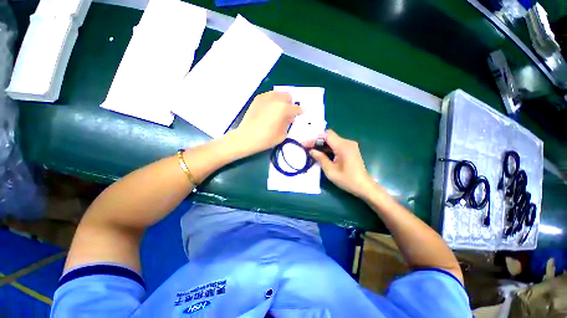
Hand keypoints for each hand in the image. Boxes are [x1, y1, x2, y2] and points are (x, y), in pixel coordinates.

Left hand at [235, 91, 301, 153]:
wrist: (247, 137)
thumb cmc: (266, 139)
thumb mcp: (282, 134)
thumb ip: (288, 123)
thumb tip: (289, 117)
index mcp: (284, 109)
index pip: (296, 108)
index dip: (300, 112)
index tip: (300, 114)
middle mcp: (276, 99)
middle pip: (288, 96)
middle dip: (290, 104)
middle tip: (288, 113)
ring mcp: (265, 98)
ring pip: (278, 94)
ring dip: (281, 100)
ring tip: (278, 110)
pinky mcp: (257, 99)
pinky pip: (269, 95)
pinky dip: (272, 100)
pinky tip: (269, 109)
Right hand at [307, 130, 374, 197]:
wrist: (364, 186)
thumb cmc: (347, 180)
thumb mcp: (330, 170)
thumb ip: (320, 158)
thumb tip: (311, 151)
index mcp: (343, 146)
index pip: (326, 135)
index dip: (314, 138)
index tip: (305, 144)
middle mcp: (347, 142)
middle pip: (329, 136)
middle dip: (317, 141)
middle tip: (307, 148)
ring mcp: (350, 145)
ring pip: (332, 140)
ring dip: (322, 144)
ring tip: (312, 151)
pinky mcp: (350, 149)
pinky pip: (336, 144)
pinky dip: (328, 147)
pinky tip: (322, 153)